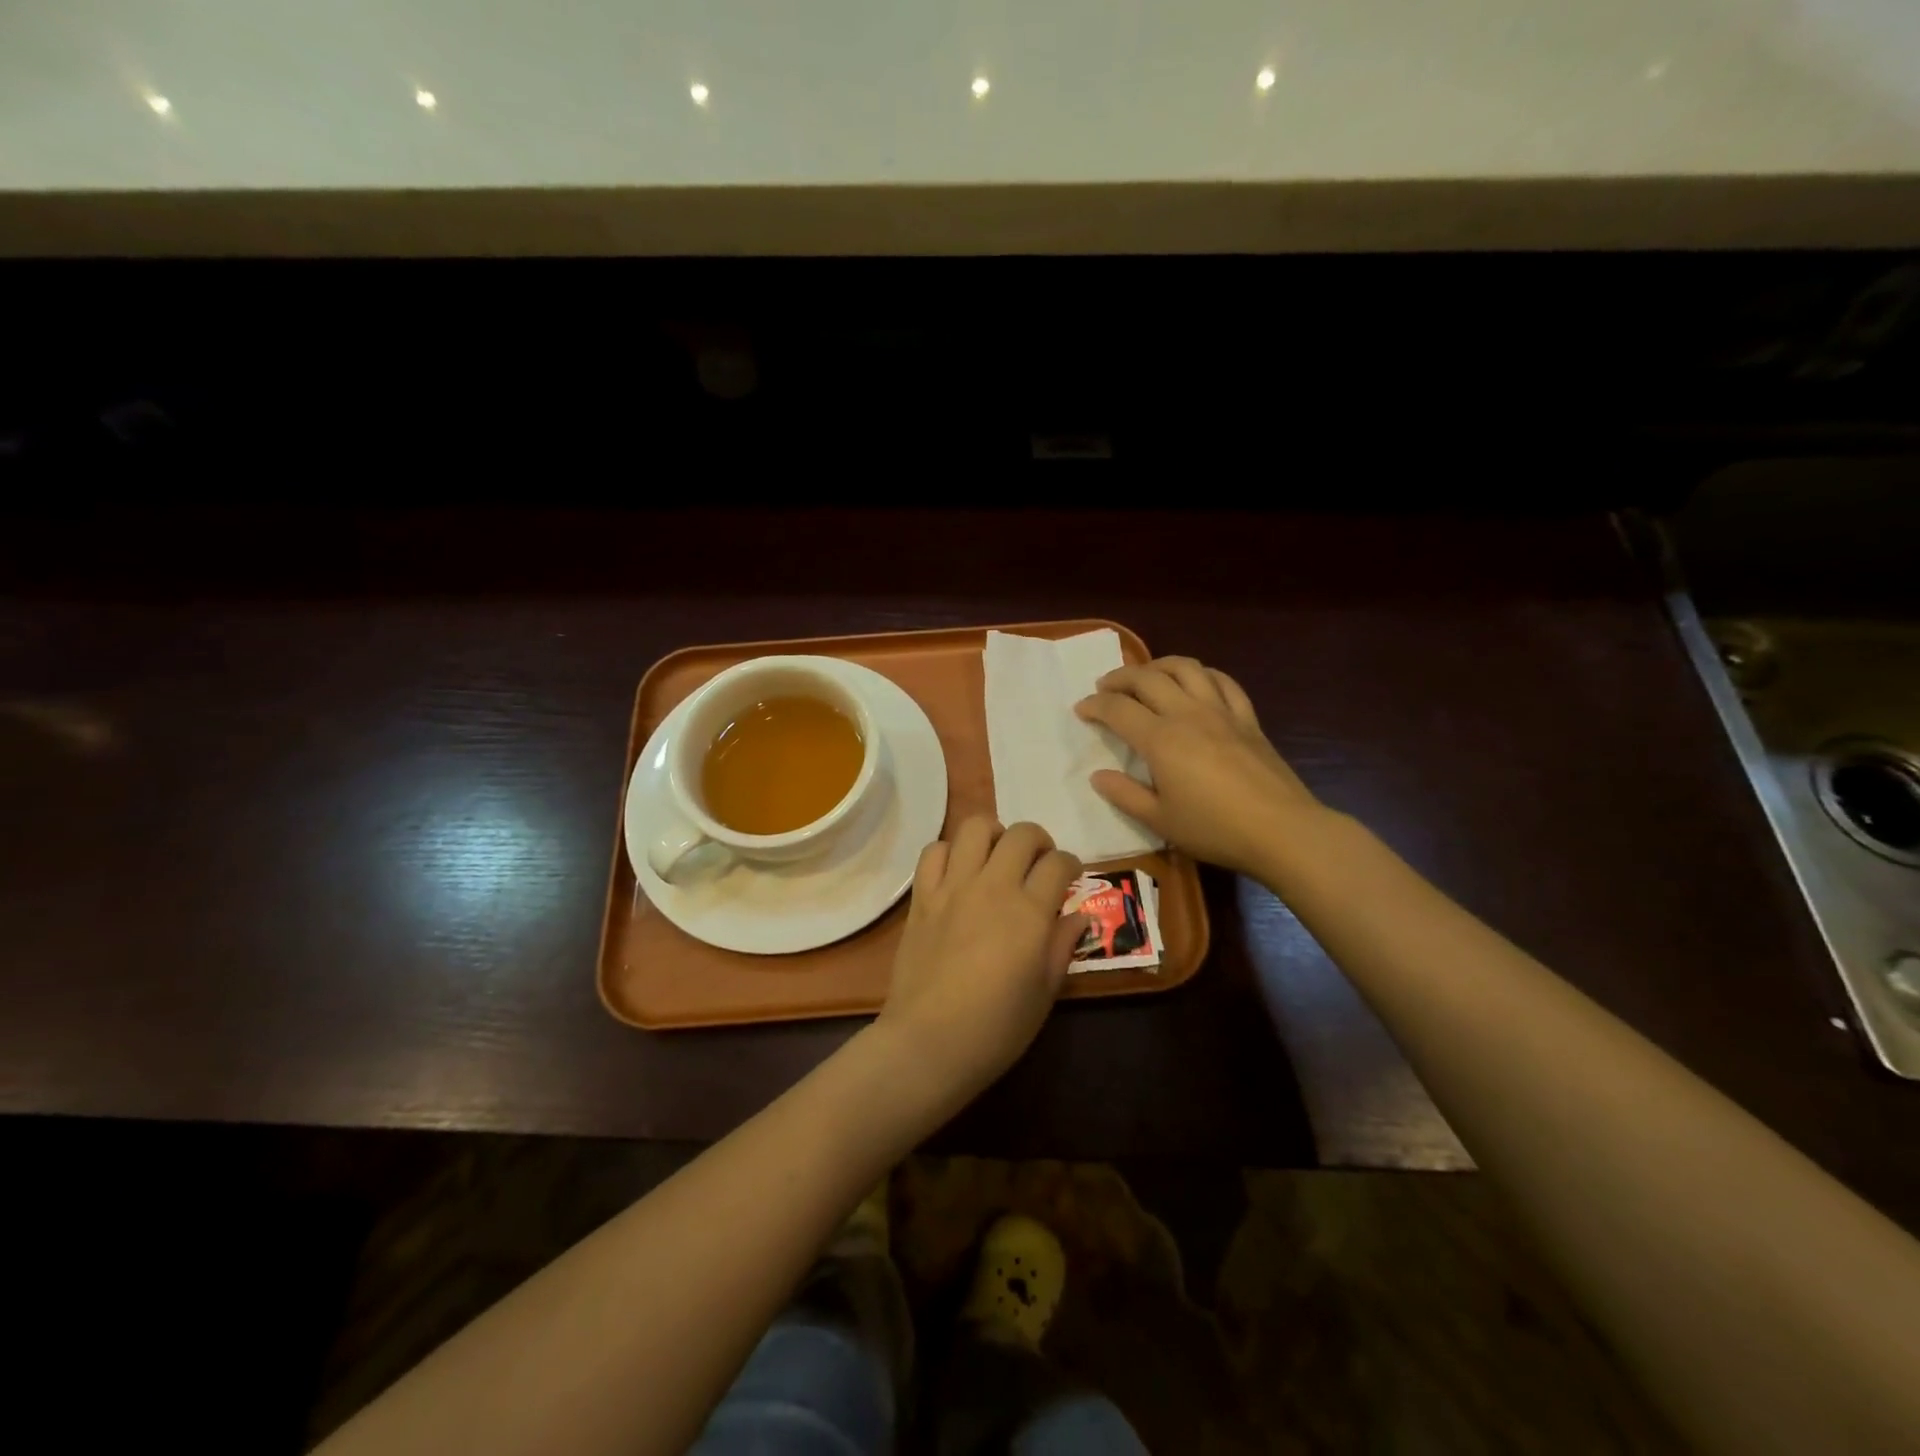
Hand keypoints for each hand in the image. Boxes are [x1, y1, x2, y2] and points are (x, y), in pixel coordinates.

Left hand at [877, 817, 1086, 1100]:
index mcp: (1029, 912)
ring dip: (994, 834)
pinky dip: (950, 851)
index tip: (1070, 877)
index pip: (1058, 863)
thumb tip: (1079, 916)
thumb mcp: (1044, 993)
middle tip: (1039, 863)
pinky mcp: (922, 897)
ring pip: (976, 827)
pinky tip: (958, 872)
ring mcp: (953, 887)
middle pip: (1022, 834)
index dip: (1071, 865)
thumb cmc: (996, 1028)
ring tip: (998, 856)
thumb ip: (1062, 946)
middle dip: (1039, 841)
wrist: (929, 1042)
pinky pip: (934, 851)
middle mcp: (993, 887)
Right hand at [1076, 656, 1323, 876]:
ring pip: (1186, 668)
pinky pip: (1223, 682)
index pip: (1118, 710)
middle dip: (1120, 677)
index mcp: (1160, 740)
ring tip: (1146, 675)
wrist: (1282, 831)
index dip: (1094, 706)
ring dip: (1159, 665)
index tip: (1081, 710)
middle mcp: (1187, 714)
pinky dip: (1202, 674)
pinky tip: (1195, 681)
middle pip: (1147, 678)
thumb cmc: (1215, 830)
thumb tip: (1098, 776)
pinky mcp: (1247, 718)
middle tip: (1104, 687)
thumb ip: (1125, 795)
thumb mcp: (1160, 821)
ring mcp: (1221, 712)